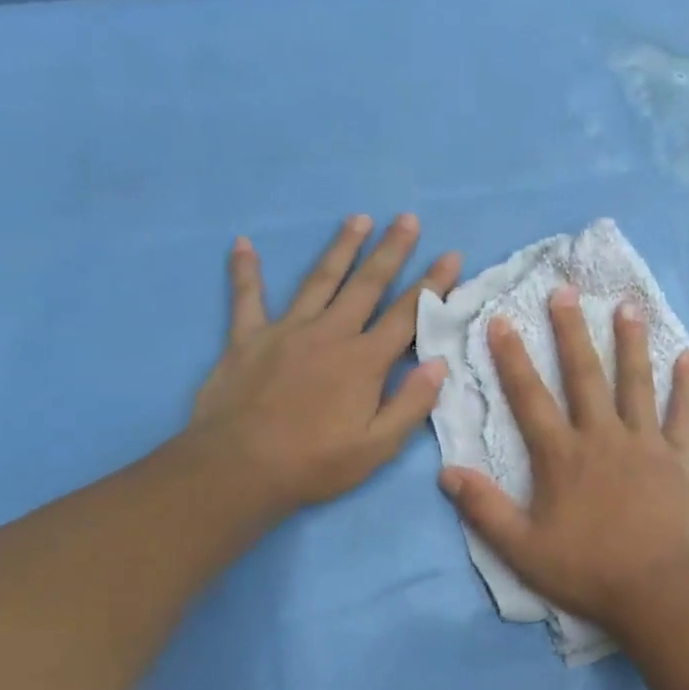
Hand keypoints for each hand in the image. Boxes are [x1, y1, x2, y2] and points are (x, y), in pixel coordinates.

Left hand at [189, 214, 460, 519]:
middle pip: (368, 284)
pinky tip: (242, 244)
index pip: (408, 313)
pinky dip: (245, 271)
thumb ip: (412, 403)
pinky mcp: (247, 338)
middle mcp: (331, 333)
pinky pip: (246, 298)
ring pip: (320, 280)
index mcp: (365, 360)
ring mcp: (287, 331)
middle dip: (392, 250)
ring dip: (341, 248)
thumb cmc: (314, 463)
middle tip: (407, 219)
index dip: (433, 283)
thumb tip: (439, 363)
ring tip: (358, 219)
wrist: (237, 471)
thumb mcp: (377, 447)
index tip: (451, 255)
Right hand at [439, 285, 688, 632]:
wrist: (656, 590)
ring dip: (630, 343)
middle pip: (584, 375)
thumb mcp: (522, 549)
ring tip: (627, 307)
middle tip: (565, 291)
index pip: (530, 398)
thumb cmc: (586, 570)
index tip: (502, 320)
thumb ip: (484, 509)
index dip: (513, 358)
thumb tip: (447, 472)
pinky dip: (687, 385)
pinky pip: (684, 414)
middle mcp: (601, 436)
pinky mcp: (679, 457)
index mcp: (562, 456)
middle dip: (571, 331)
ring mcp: (644, 442)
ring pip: (635, 383)